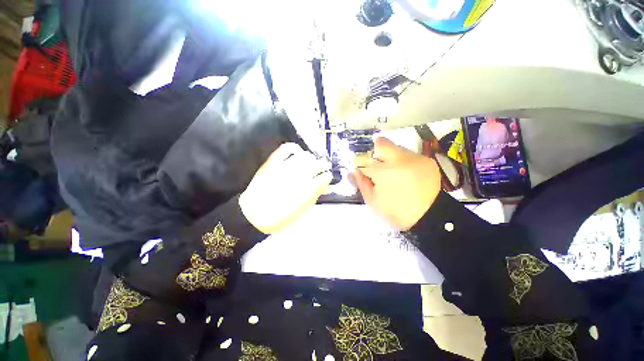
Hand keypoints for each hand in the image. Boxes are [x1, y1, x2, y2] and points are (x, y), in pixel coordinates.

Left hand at [239, 143, 331, 233]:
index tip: (328, 177)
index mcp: (308, 190)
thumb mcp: (303, 210)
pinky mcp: (274, 162)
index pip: (325, 177)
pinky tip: (297, 152)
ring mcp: (286, 167)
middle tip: (323, 167)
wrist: (254, 214)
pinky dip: (294, 148)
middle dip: (323, 165)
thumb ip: (315, 195)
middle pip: (318, 163)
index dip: (328, 176)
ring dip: (311, 158)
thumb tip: (324, 186)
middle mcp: (299, 176)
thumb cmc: (281, 217)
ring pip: (305, 155)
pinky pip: (287, 148)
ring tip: (310, 161)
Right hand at [352, 137, 440, 230]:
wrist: (429, 217)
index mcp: (384, 172)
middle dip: (376, 149)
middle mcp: (400, 160)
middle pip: (383, 143)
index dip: (362, 162)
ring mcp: (416, 158)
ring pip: (397, 148)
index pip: (366, 159)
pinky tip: (407, 174)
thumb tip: (354, 170)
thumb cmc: (396, 211)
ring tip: (395, 172)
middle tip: (378, 163)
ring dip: (392, 157)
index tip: (363, 167)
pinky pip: (410, 155)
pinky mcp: (427, 160)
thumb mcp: (373, 201)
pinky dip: (404, 161)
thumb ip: (361, 183)